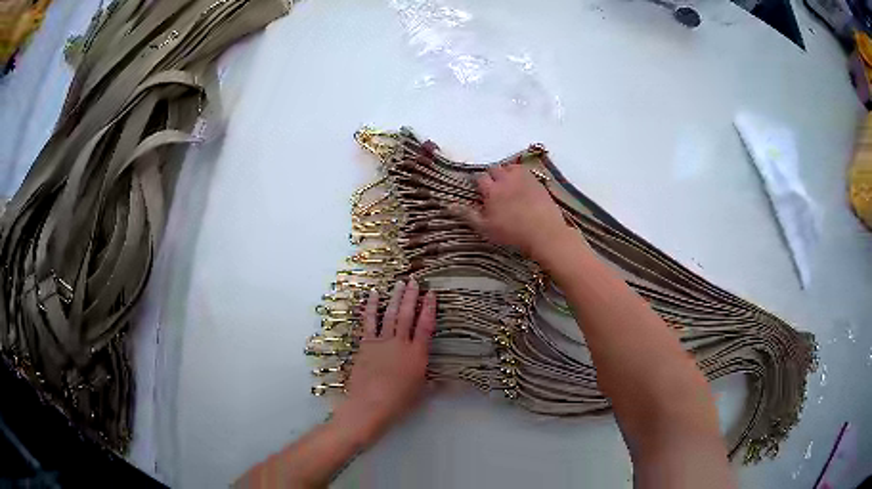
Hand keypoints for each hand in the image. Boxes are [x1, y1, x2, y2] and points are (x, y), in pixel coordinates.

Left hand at [333, 279, 435, 444]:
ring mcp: (382, 342)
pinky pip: (370, 322)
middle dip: (412, 296)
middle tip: (415, 281)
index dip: (429, 308)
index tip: (432, 294)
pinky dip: (371, 307)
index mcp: (417, 354)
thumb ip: (434, 384)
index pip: (426, 326)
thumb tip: (448, 383)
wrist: (370, 404)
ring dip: (395, 298)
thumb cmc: (398, 402)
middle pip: (407, 315)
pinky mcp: (366, 344)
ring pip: (391, 315)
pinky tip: (373, 295)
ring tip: (399, 283)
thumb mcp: (421, 392)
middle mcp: (400, 343)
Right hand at [455, 163, 572, 258]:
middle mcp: (505, 179)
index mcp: (491, 190)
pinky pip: (525, 171)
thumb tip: (449, 205)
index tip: (480, 192)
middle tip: (494, 189)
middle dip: (492, 176)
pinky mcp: (536, 180)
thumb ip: (467, 215)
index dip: (478, 184)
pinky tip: (522, 185)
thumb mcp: (485, 228)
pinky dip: (520, 175)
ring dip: (506, 173)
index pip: (479, 178)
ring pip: (510, 167)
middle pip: (494, 169)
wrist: (544, 232)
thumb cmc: (512, 233)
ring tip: (508, 184)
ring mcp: (523, 178)